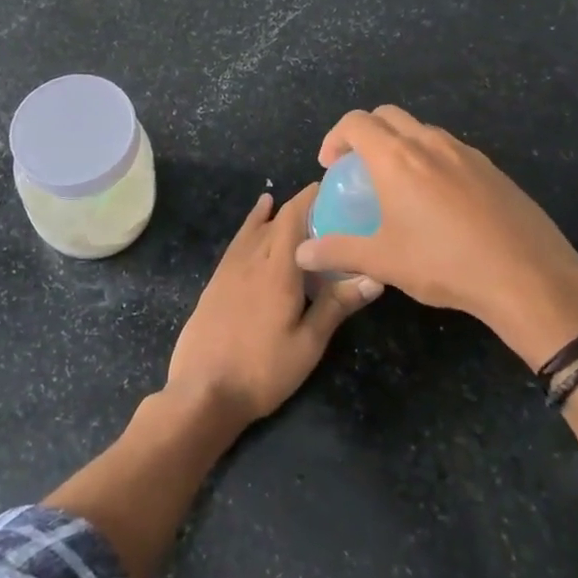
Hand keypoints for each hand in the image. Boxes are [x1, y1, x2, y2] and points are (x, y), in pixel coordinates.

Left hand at [165, 187, 379, 429]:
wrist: (203, 391)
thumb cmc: (263, 370)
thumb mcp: (308, 344)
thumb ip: (337, 305)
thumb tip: (375, 275)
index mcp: (278, 269)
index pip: (294, 217)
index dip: (311, 197)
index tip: (332, 186)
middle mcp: (252, 259)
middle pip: (276, 220)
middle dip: (300, 206)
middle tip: (328, 205)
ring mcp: (230, 269)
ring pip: (254, 228)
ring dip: (275, 214)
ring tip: (292, 202)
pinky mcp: (216, 281)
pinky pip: (238, 241)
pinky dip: (251, 225)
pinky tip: (256, 222)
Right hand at [292, 106, 577, 369]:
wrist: (527, 276)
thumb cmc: (444, 263)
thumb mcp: (383, 261)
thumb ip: (338, 251)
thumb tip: (301, 253)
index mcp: (396, 158)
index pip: (355, 122)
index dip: (335, 137)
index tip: (330, 166)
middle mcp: (429, 143)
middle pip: (387, 115)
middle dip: (365, 132)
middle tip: (358, 168)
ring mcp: (465, 152)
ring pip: (421, 130)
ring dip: (399, 144)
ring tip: (396, 184)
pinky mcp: (491, 168)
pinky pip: (449, 149)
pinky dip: (430, 159)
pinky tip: (438, 201)